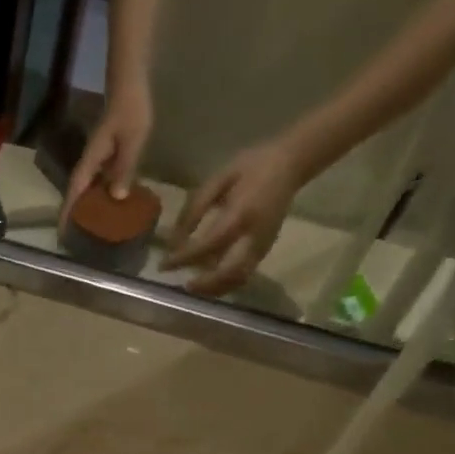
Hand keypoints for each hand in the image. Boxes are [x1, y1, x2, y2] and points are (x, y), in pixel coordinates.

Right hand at [62, 85, 153, 223]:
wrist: (130, 86)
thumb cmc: (131, 111)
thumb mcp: (132, 141)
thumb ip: (124, 168)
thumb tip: (116, 197)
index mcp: (91, 161)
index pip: (75, 192)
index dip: (67, 213)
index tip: (61, 234)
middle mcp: (90, 163)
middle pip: (78, 193)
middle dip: (75, 215)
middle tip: (78, 238)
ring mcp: (97, 159)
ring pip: (89, 188)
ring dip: (88, 206)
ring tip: (94, 226)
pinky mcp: (106, 155)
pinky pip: (100, 180)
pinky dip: (101, 194)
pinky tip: (111, 202)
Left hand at [162, 140, 302, 296]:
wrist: (290, 164)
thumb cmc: (250, 167)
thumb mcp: (218, 179)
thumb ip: (195, 208)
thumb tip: (175, 240)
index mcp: (241, 213)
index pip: (208, 244)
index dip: (184, 258)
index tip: (164, 265)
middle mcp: (255, 235)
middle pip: (229, 272)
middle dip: (204, 284)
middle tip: (183, 285)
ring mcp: (263, 244)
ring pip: (239, 278)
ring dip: (215, 289)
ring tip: (194, 287)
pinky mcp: (266, 249)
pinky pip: (245, 274)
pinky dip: (226, 283)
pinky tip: (210, 282)